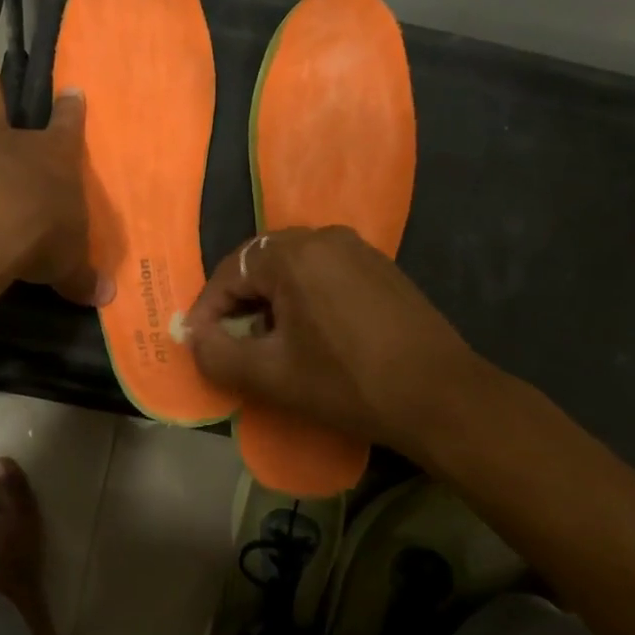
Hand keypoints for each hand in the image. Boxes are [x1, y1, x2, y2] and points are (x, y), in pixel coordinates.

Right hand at [186, 226, 483, 457]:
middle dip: (239, 303)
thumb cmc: (347, 383)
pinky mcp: (381, 268)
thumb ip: (217, 354)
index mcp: (293, 254)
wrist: (440, 397)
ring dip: (271, 301)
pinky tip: (311, 334)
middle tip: (230, 342)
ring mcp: (358, 249)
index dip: (208, 310)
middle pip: (261, 264)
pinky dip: (304, 298)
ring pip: (293, 268)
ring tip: (269, 342)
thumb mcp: (270, 376)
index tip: (200, 344)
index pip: (230, 273)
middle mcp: (324, 237)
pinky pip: (324, 273)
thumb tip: (194, 338)